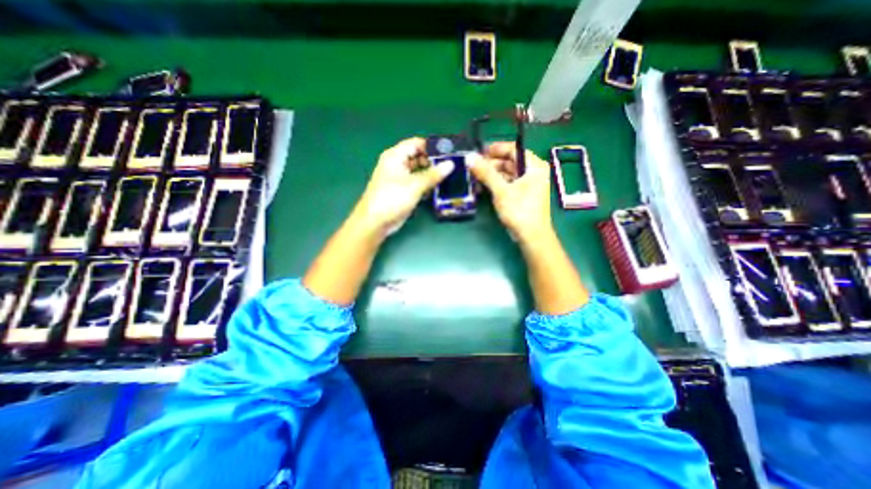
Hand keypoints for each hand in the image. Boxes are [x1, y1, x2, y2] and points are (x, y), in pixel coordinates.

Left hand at [351, 138, 452, 236]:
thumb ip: (433, 174)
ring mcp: (400, 178)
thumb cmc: (392, 199)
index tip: (449, 151)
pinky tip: (439, 188)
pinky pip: (417, 182)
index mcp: (395, 156)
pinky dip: (427, 184)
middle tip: (452, 165)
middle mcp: (397, 164)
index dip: (432, 146)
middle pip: (418, 157)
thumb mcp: (414, 185)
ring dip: (431, 173)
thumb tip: (450, 164)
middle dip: (433, 161)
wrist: (376, 222)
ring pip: (419, 171)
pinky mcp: (403, 190)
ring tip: (450, 175)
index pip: (416, 143)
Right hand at [470, 141, 550, 239]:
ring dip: (492, 174)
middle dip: (491, 163)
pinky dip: (496, 183)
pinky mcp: (523, 194)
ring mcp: (528, 184)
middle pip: (510, 161)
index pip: (514, 149)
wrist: (531, 236)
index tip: (479, 152)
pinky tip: (483, 186)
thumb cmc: (520, 210)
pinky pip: (508, 183)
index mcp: (534, 166)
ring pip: (508, 173)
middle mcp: (533, 172)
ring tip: (475, 177)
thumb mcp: (501, 190)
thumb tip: (470, 157)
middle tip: (474, 166)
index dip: (496, 149)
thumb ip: (486, 173)